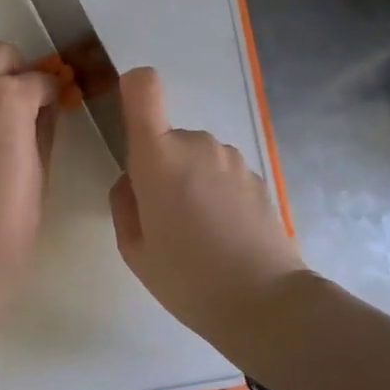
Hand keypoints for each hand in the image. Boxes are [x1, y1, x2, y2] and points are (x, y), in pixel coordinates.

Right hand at [109, 67, 307, 338]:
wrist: (265, 302)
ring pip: (196, 157)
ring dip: (190, 180)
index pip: (143, 87)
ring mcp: (232, 158)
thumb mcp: (134, 248)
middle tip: (164, 218)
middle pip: (167, 137)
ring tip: (197, 231)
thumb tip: (134, 182)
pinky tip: (224, 234)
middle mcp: (197, 144)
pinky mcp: (257, 176)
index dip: (132, 90)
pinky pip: (221, 172)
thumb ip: (124, 203)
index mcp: (158, 156)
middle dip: (161, 167)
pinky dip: (216, 193)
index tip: (130, 123)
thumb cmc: (186, 277)